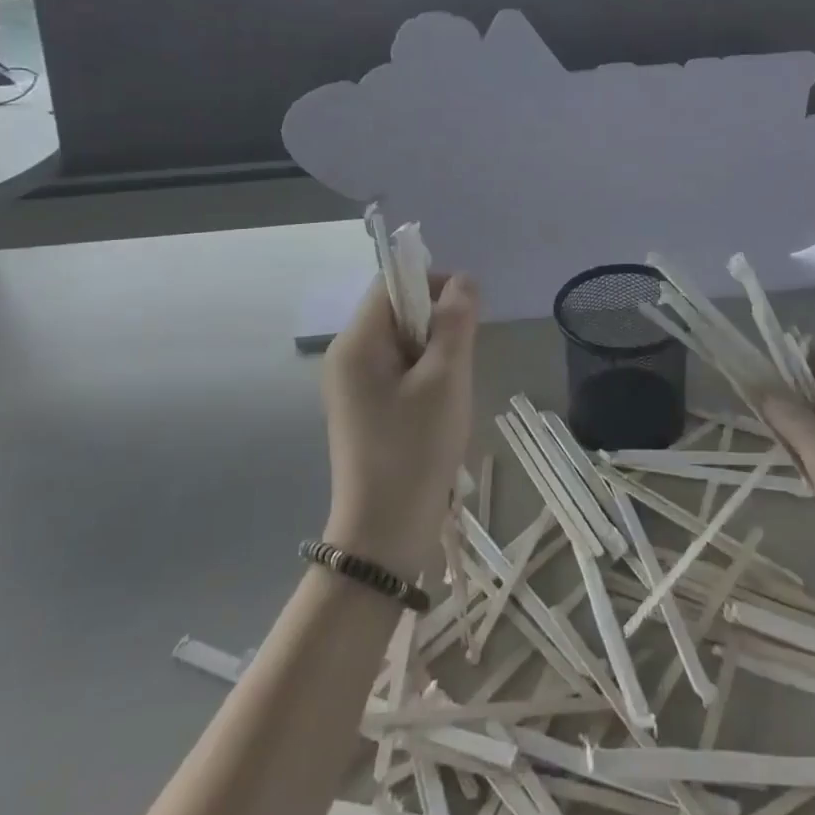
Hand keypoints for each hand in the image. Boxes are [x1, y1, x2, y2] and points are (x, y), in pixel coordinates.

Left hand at [320, 274, 479, 581]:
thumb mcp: (446, 379)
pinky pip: (397, 372)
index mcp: (356, 343)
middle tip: (462, 361)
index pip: (391, 284)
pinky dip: (424, 377)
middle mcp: (346, 357)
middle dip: (436, 325)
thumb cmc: (416, 449)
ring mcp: (352, 386)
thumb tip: (463, 280)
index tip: (467, 311)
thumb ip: (455, 322)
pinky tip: (439, 409)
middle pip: (396, 313)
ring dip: (434, 354)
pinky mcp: (363, 409)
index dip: (431, 284)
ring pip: (401, 344)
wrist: (385, 534)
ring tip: (452, 390)